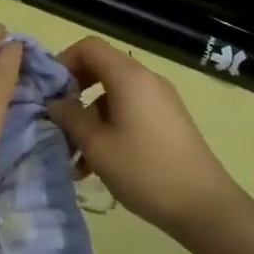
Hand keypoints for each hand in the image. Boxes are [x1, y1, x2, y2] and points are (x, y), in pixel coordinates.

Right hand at [47, 37, 242, 237]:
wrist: (204, 206)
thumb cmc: (145, 170)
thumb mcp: (97, 146)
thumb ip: (70, 117)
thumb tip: (55, 102)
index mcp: (129, 77)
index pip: (89, 47)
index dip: (64, 61)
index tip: (48, 91)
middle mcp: (147, 80)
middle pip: (101, 69)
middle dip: (74, 93)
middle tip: (57, 121)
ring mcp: (160, 100)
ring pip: (113, 96)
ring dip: (89, 119)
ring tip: (74, 158)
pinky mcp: (168, 121)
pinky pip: (130, 112)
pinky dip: (109, 129)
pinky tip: (97, 166)